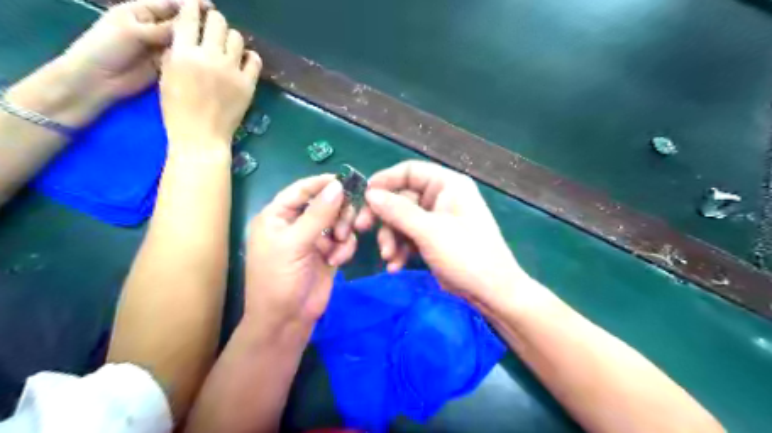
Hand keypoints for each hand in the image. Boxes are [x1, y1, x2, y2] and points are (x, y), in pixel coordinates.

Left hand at [63, 1, 206, 99]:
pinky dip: (193, 59)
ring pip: (183, 42)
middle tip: (218, 30)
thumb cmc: (106, 47)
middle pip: (180, 23)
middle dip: (197, 24)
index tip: (211, 9)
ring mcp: (159, 47)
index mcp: (141, 11)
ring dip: (197, 43)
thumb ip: (162, 29)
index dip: (190, 5)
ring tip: (216, 47)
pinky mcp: (165, 65)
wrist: (97, 79)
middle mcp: (153, 27)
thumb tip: (191, 25)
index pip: (170, 4)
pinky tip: (207, 62)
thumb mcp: (133, 32)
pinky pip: (182, 59)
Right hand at [158, 0, 261, 151]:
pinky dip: (249, 56)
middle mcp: (209, 56)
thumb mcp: (167, 75)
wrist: (201, 136)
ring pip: (237, 38)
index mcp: (183, 53)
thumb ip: (176, 52)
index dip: (192, 9)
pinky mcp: (248, 84)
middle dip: (213, 21)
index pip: (190, 17)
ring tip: (227, 47)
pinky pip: (255, 60)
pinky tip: (243, 61)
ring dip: (231, 38)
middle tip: (213, 30)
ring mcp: (232, 70)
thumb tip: (188, 36)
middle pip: (217, 22)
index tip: (195, 9)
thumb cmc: (177, 109)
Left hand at [243, 175, 357, 338]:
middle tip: (346, 223)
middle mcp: (296, 224)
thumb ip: (318, 213)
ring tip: (340, 244)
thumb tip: (338, 185)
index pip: (301, 190)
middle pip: (324, 203)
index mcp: (277, 216)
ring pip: (338, 221)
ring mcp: (313, 239)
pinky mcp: (328, 253)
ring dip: (343, 231)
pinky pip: (344, 240)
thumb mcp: (295, 243)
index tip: (347, 181)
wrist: (287, 320)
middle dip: (338, 212)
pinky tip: (338, 260)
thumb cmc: (280, 279)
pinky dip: (345, 247)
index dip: (322, 184)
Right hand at [356, 161, 531, 306]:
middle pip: (401, 198)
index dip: (385, 180)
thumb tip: (370, 194)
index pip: (410, 171)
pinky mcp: (433, 239)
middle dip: (385, 218)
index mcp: (447, 185)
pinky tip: (395, 266)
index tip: (364, 196)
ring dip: (391, 238)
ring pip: (402, 220)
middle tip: (362, 230)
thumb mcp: (429, 232)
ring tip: (389, 257)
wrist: (491, 293)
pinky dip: (400, 249)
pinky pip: (409, 236)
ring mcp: (437, 220)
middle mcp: (442, 198)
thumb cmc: (466, 255)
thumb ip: (398, 211)